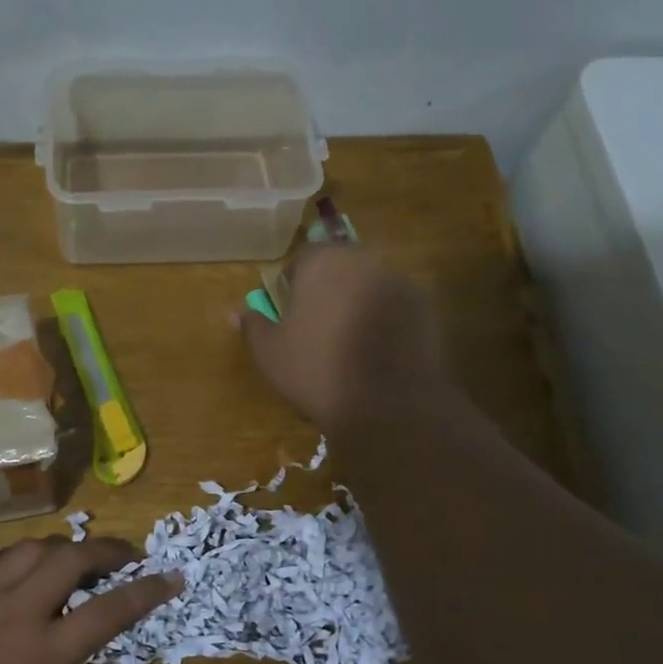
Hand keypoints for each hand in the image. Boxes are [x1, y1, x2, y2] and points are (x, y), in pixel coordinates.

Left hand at [0, 537, 181, 663]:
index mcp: (45, 653)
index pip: (110, 609)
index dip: (148, 590)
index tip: (172, 577)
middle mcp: (17, 611)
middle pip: (72, 557)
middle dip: (109, 549)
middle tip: (128, 557)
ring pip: (33, 548)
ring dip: (65, 548)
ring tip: (78, 560)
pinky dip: (21, 555)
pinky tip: (25, 568)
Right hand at [240, 245, 444, 430]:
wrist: (389, 405)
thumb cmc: (317, 372)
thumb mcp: (271, 354)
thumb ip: (253, 326)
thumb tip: (236, 313)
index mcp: (323, 263)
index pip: (301, 258)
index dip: (290, 284)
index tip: (288, 313)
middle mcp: (364, 260)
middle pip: (339, 266)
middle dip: (327, 289)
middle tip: (317, 326)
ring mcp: (400, 281)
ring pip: (369, 284)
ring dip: (357, 302)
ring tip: (349, 341)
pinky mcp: (427, 306)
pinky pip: (395, 305)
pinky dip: (385, 319)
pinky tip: (378, 351)